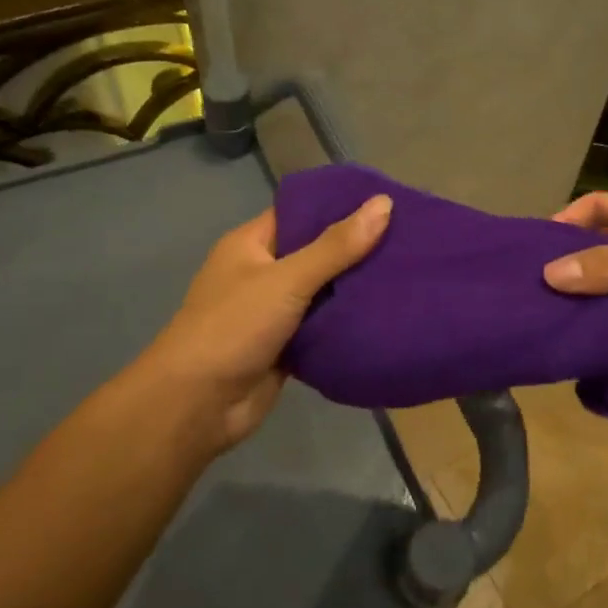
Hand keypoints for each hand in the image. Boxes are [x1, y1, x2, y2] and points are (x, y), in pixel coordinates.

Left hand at [129, 195, 392, 453]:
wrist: (197, 405)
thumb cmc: (233, 327)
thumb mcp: (287, 279)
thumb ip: (336, 246)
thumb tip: (384, 204)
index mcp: (252, 244)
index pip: (300, 212)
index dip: (340, 205)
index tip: (386, 202)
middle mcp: (262, 273)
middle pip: (317, 252)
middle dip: (357, 248)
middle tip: (410, 238)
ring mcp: (274, 312)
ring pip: (324, 292)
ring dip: (356, 288)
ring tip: (409, 271)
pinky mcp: (286, 347)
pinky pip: (324, 327)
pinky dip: (348, 323)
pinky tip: (388, 314)